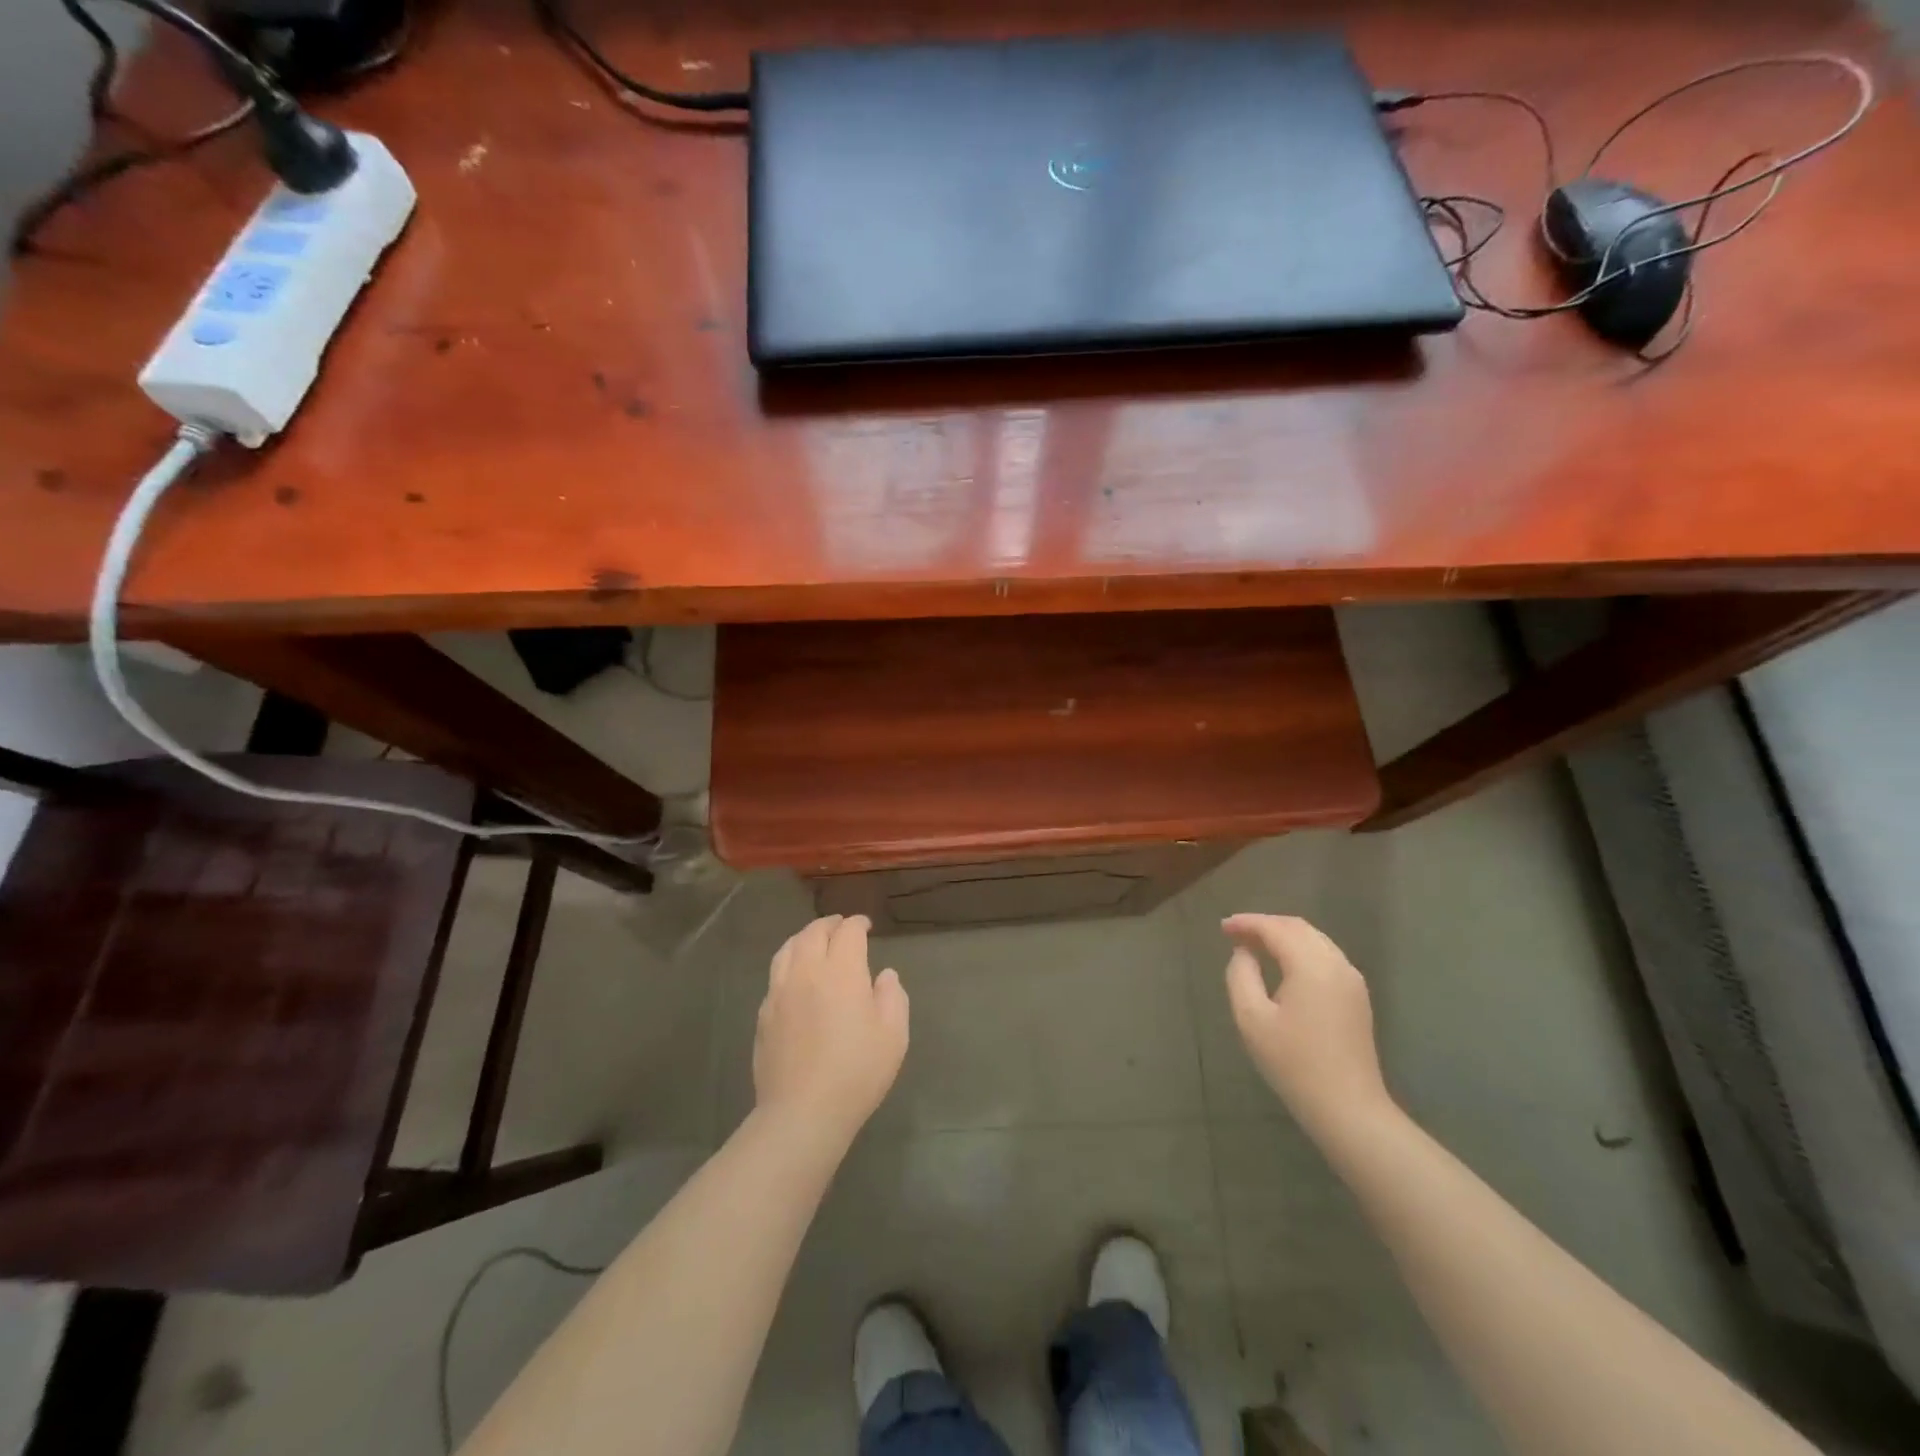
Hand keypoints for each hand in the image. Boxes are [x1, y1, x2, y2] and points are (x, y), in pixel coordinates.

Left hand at [753, 915, 908, 1148]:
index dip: (858, 924)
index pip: (848, 932)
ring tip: (813, 941)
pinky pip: (775, 975)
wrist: (802, 1112)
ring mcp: (779, 992)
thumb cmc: (857, 1072)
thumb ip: (892, 996)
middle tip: (840, 926)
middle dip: (829, 925)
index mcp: (841, 971)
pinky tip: (795, 977)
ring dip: (804, 938)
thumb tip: (884, 975)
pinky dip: (789, 963)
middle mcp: (806, 972)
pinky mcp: (763, 1015)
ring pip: (788, 949)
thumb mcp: (893, 1035)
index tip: (866, 926)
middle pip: (813, 933)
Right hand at [1223, 914, 1392, 1138]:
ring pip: (1315, 940)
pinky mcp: (1357, 996)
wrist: (1348, 1107)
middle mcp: (1337, 964)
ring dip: (1284, 936)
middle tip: (1235, 934)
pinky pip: (1325, 956)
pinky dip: (1300, 950)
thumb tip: (1243, 953)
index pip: (1276, 928)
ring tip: (1255, 945)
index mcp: (1312, 965)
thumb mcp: (1252, 1019)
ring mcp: (1352, 980)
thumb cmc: (1294, 1063)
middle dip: (1265, 925)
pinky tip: (1283, 964)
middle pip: (1298, 927)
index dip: (1247, 923)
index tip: (1222, 927)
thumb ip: (1241, 976)